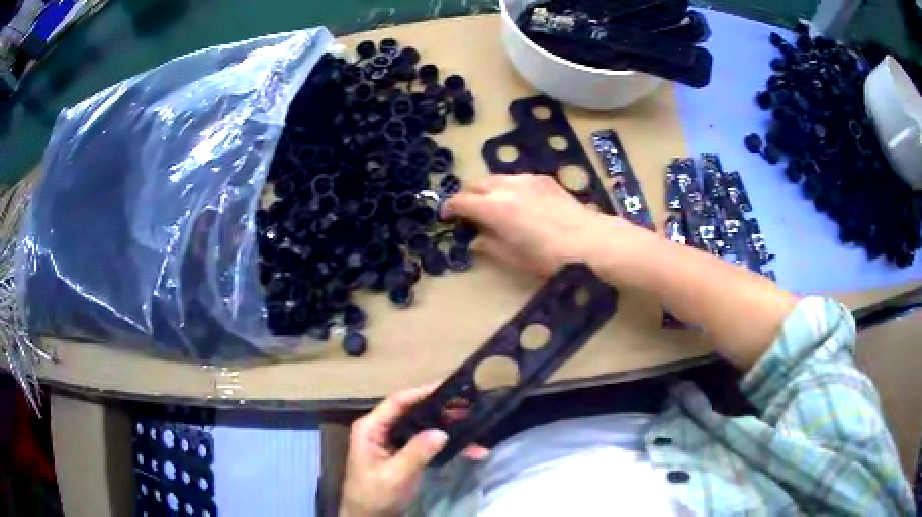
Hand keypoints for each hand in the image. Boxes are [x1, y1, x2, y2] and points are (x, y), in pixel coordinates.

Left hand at [340, 385, 488, 516]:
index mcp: (371, 427)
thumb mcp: (395, 475)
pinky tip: (469, 450)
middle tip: (469, 406)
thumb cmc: (374, 494)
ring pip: (423, 427)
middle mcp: (381, 429)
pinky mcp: (404, 454)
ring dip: (447, 428)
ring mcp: (393, 442)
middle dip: (441, 410)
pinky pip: (427, 443)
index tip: (449, 387)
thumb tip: (442, 432)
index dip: (422, 392)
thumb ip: (416, 453)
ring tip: (474, 425)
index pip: (397, 402)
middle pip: (413, 412)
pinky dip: (447, 446)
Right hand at [443, 174, 643, 275]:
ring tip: (493, 206)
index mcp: (494, 209)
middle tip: (469, 213)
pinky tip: (519, 203)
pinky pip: (516, 178)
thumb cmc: (550, 257)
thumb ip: (490, 245)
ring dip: (487, 190)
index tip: (445, 217)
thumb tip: (475, 240)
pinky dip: (508, 187)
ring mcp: (526, 179)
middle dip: (467, 196)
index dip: (448, 208)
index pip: (460, 201)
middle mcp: (506, 187)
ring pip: (495, 178)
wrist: (591, 241)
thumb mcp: (515, 258)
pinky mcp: (543, 178)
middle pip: (475, 184)